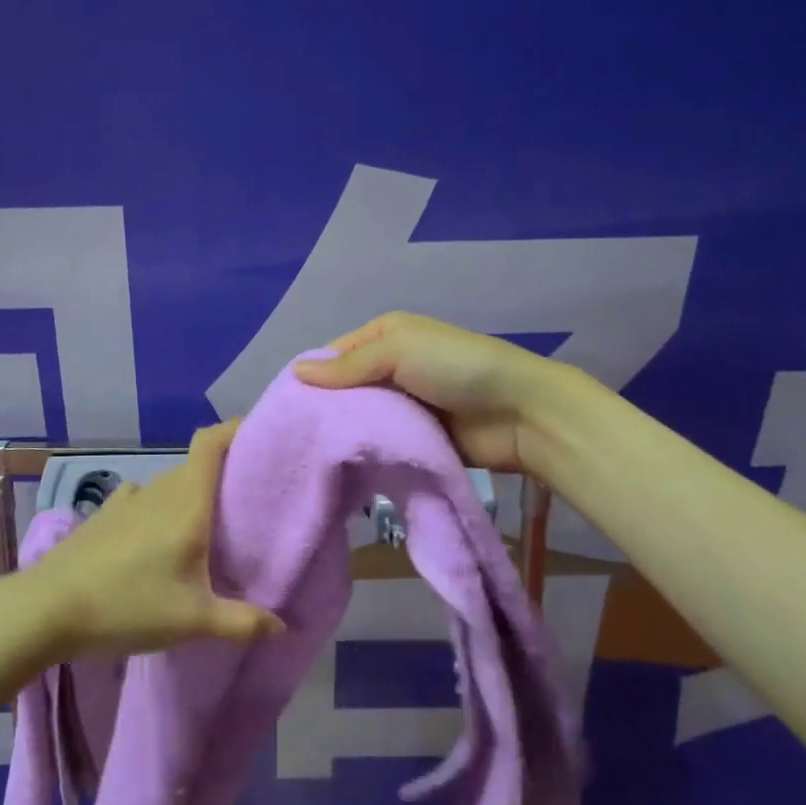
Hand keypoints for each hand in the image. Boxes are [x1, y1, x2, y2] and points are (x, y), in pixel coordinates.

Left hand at [37, 422, 285, 658]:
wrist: (47, 609)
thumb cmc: (128, 605)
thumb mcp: (192, 621)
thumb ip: (242, 622)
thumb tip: (283, 627)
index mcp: (187, 501)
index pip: (212, 442)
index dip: (236, 430)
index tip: (260, 439)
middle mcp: (158, 489)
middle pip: (197, 467)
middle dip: (223, 478)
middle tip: (248, 506)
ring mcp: (127, 500)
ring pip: (170, 486)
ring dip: (190, 499)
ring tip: (207, 531)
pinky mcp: (104, 516)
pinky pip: (143, 502)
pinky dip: (159, 511)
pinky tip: (157, 542)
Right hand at [293, 311, 552, 472]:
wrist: (520, 412)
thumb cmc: (456, 368)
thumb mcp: (398, 350)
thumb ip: (348, 365)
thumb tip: (295, 372)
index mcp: (385, 336)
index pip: (335, 355)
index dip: (311, 377)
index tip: (285, 407)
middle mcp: (391, 368)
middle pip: (346, 389)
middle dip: (324, 410)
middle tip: (293, 439)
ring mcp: (405, 405)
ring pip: (361, 419)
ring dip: (344, 434)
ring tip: (311, 457)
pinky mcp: (417, 438)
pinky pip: (382, 443)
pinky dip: (367, 452)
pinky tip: (343, 467)